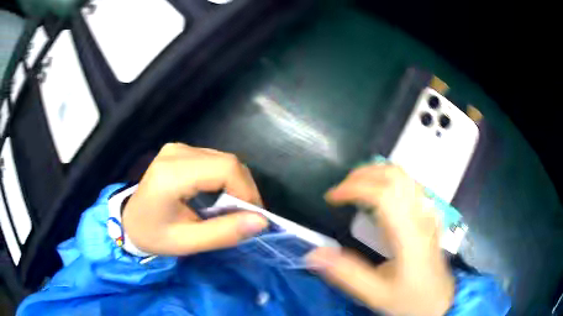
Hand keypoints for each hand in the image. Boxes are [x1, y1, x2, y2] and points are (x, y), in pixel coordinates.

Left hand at [122, 143, 267, 255]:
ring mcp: (177, 148)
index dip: (246, 190)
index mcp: (172, 174)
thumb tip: (261, 221)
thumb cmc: (154, 235)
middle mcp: (176, 152)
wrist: (129, 221)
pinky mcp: (180, 150)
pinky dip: (225, 178)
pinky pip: (214, 159)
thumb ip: (223, 233)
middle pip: (227, 161)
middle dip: (244, 188)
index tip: (253, 216)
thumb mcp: (187, 243)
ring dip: (236, 183)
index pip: (224, 169)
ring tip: (234, 208)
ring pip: (223, 159)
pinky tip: (221, 195)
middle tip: (246, 215)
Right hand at [307, 165, 453, 315]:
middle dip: (363, 174)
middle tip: (341, 189)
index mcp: (409, 236)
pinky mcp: (428, 215)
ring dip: (377, 173)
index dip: (354, 188)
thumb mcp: (376, 294)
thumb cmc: (409, 299)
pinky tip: (378, 194)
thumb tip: (314, 253)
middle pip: (396, 176)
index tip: (331, 197)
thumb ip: (346, 274)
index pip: (384, 194)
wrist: (438, 300)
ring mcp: (428, 213)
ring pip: (405, 176)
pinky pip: (410, 185)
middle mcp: (421, 217)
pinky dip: (389, 179)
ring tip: (355, 186)